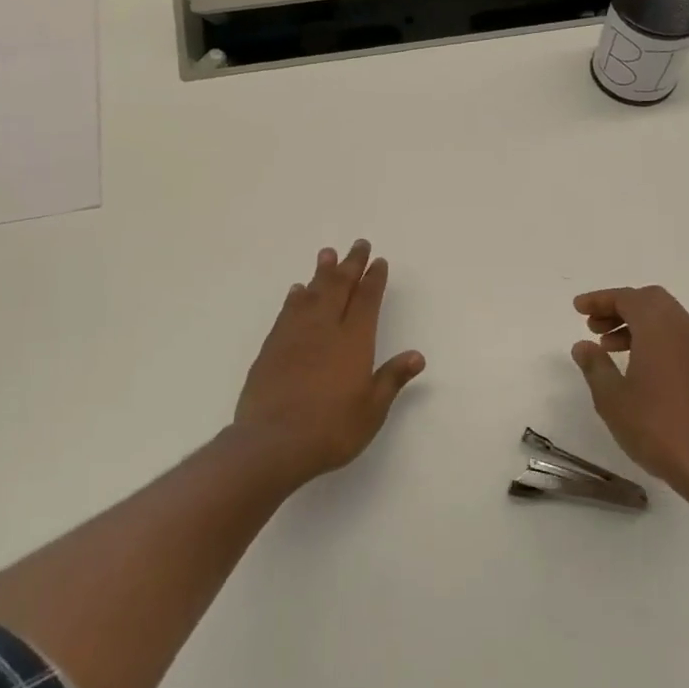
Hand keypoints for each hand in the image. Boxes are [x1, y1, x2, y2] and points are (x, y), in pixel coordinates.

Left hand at [232, 240, 425, 486]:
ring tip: (327, 254)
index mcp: (354, 341)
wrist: (273, 442)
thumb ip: (391, 379)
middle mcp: (325, 329)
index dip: (374, 279)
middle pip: (339, 287)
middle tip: (358, 244)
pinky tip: (298, 291)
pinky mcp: (272, 347)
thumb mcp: (372, 410)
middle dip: (350, 265)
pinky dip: (295, 297)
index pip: (367, 300)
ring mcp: (295, 335)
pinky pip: (288, 312)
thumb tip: (416, 355)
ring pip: (311, 294)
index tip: (379, 262)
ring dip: (321, 273)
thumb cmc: (331, 429)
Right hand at [570, 286, 688, 491]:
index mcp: (659, 329)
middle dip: (620, 307)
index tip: (578, 309)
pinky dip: (657, 339)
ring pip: (668, 319)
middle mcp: (685, 329)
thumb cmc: (654, 426)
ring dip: (638, 324)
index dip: (600, 299)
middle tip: (595, 326)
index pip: (628, 298)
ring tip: (611, 348)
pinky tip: (641, 367)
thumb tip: (583, 346)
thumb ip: (595, 366)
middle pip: (651, 301)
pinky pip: (680, 338)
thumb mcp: (612, 397)